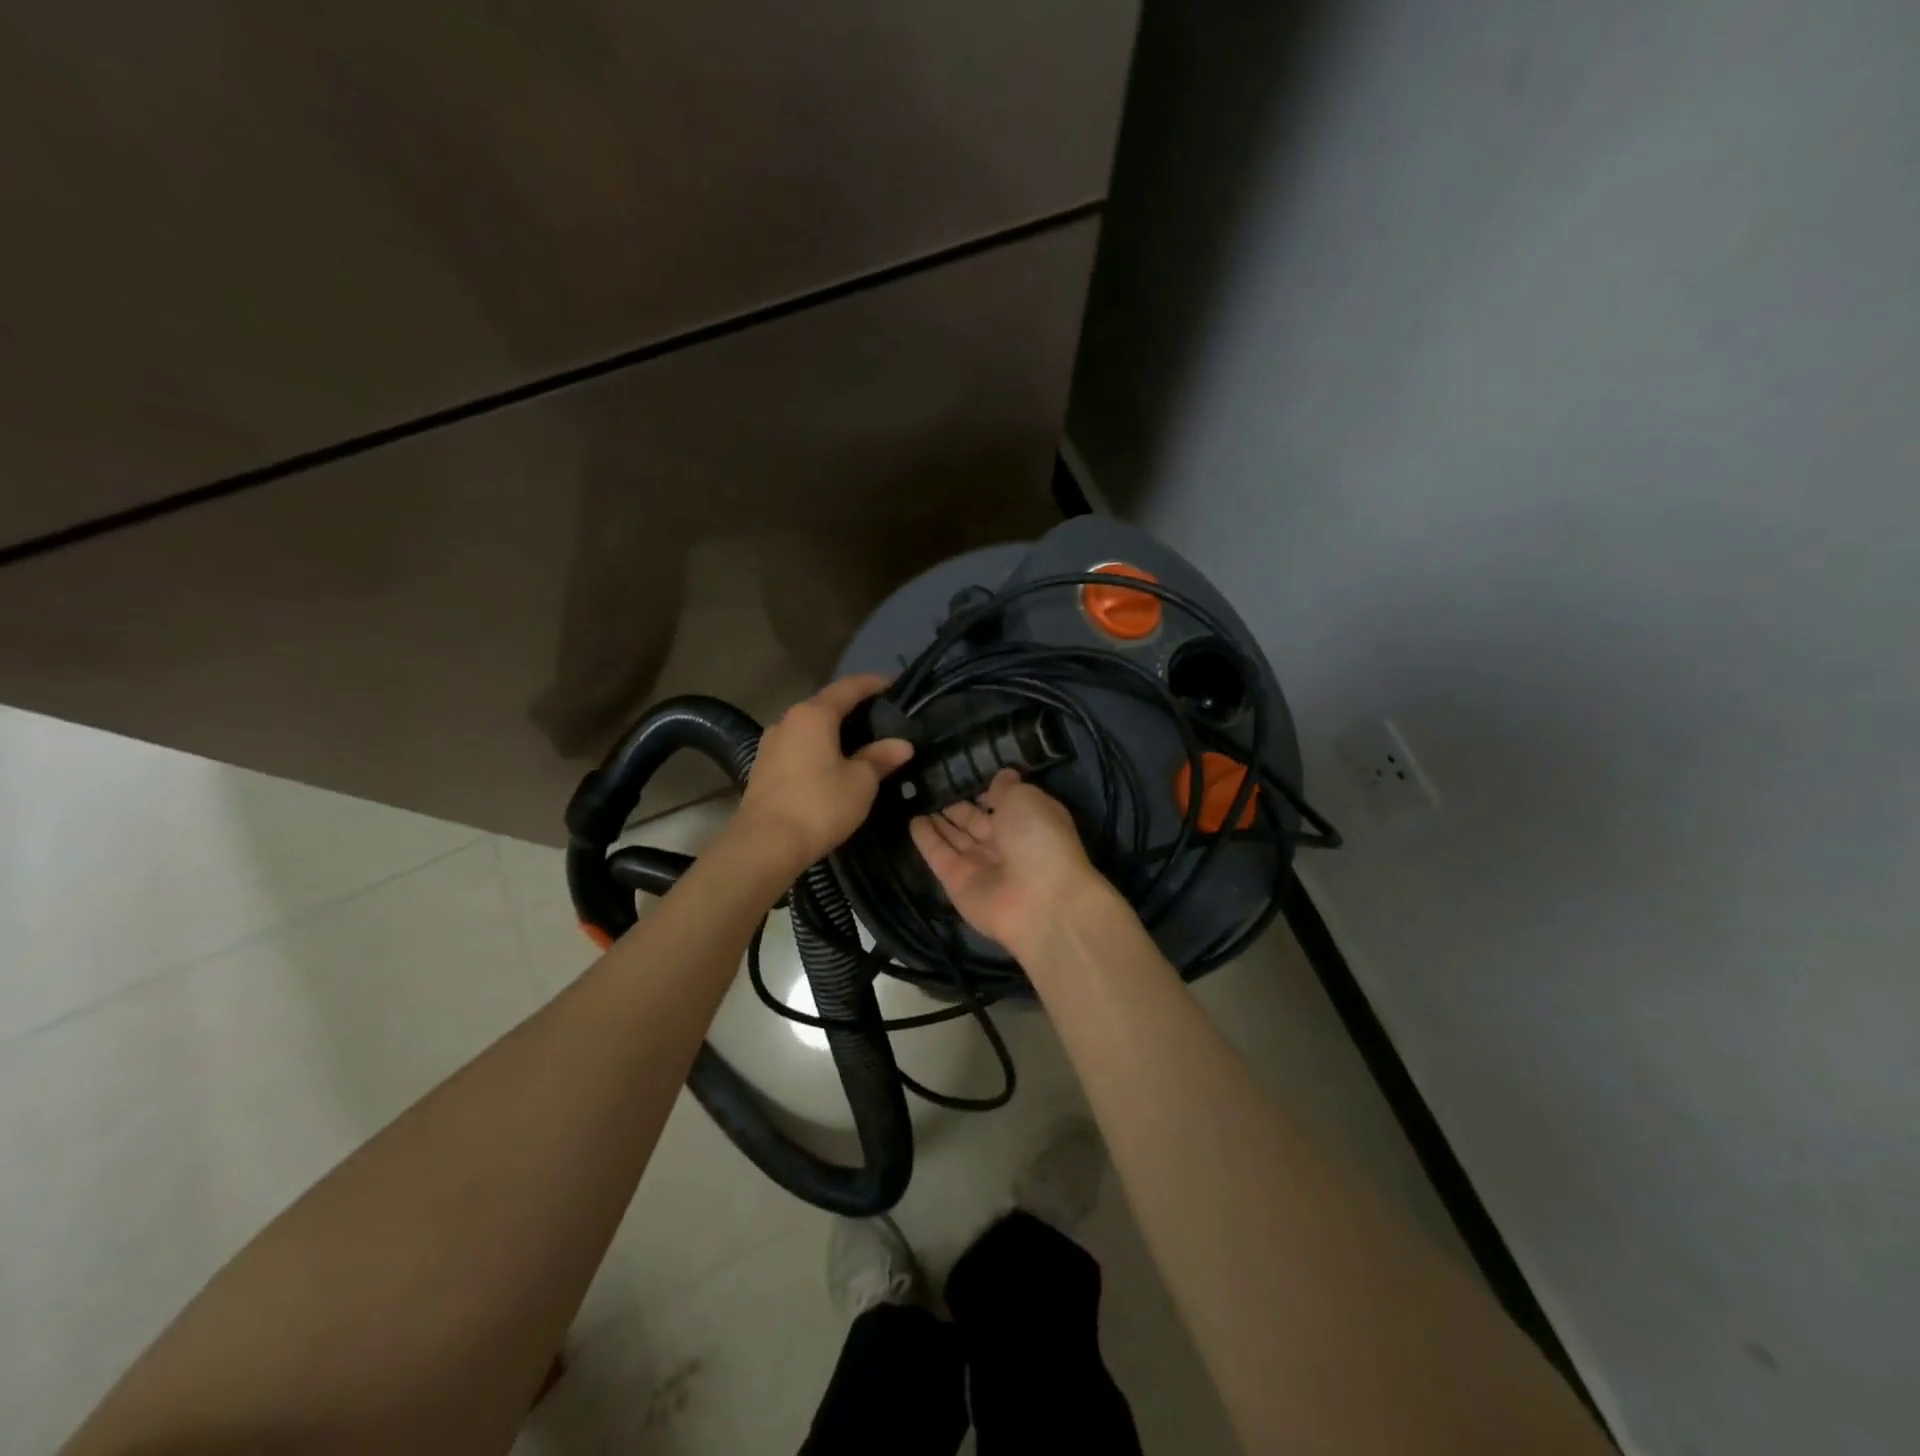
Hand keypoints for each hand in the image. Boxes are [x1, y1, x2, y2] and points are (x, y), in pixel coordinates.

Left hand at [733, 674, 913, 873]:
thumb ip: (880, 757)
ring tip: (860, 744)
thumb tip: (902, 745)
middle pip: (826, 705)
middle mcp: (788, 720)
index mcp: (814, 714)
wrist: (765, 844)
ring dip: (834, 731)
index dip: (874, 683)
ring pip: (810, 728)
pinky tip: (832, 765)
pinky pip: (798, 747)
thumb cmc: (820, 805)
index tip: (895, 686)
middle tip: (882, 719)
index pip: (849, 687)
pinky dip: (818, 749)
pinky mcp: (763, 767)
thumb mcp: (861, 782)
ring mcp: (771, 744)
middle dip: (854, 708)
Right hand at [909, 768, 1116, 957]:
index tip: (963, 772)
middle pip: (976, 821)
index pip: (1003, 802)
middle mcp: (1005, 844)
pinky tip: (912, 819)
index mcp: (1029, 822)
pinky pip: (939, 855)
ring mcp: (980, 865)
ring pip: (956, 837)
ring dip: (939, 819)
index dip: (985, 790)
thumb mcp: (1026, 799)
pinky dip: (926, 838)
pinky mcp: (956, 882)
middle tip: (931, 783)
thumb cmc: (1039, 839)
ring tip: (917, 797)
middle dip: (957, 805)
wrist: (1039, 901)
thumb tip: (1002, 776)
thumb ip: (1006, 788)